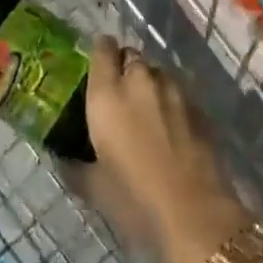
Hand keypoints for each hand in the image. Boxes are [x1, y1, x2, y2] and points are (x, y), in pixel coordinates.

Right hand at [83, 35, 251, 262]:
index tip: (97, 67)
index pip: (102, 49)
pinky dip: (171, 101)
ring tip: (147, 110)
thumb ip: (76, 166)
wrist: (195, 214)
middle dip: (125, 68)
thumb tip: (64, 159)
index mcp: (107, 94)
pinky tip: (171, 127)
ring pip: (157, 72)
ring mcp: (173, 90)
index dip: (100, 53)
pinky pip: (178, 92)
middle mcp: (139, 81)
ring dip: (149, 83)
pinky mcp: (198, 106)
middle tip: (120, 94)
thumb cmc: (134, 199)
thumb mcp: (94, 187)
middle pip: (131, 56)